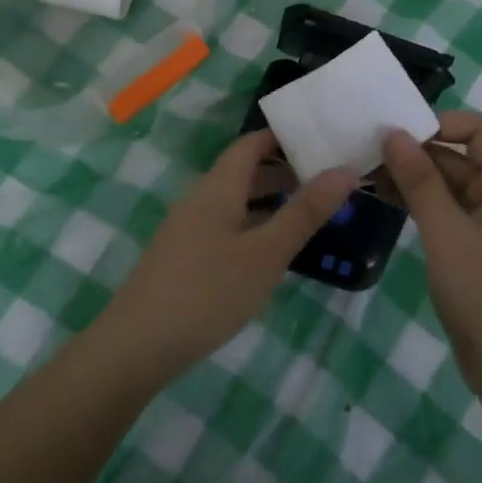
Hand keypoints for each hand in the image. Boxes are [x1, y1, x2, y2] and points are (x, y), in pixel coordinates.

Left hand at [106, 131, 355, 372]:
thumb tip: (344, 170)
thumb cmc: (208, 292)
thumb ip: (304, 212)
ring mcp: (187, 230)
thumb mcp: (266, 253)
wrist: (137, 345)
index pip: (249, 145)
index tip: (319, 139)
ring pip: (233, 202)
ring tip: (308, 214)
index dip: (281, 137)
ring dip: (268, 202)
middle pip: (242, 173)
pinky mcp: (182, 258)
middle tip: (326, 180)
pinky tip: (270, 252)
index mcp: (217, 188)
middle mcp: (199, 200)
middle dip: (282, 171)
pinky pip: (224, 227)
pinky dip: (252, 226)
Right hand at [382, 111, 481, 385]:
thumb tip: (394, 133)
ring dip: (414, 179)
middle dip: (417, 153)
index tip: (398, 133)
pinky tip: (386, 202)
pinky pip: (448, 212)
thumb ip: (420, 180)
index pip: (480, 130)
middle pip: (461, 157)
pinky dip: (421, 204)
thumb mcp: (446, 232)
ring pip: (451, 186)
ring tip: (368, 176)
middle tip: (368, 153)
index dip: (440, 123)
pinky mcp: (478, 249)